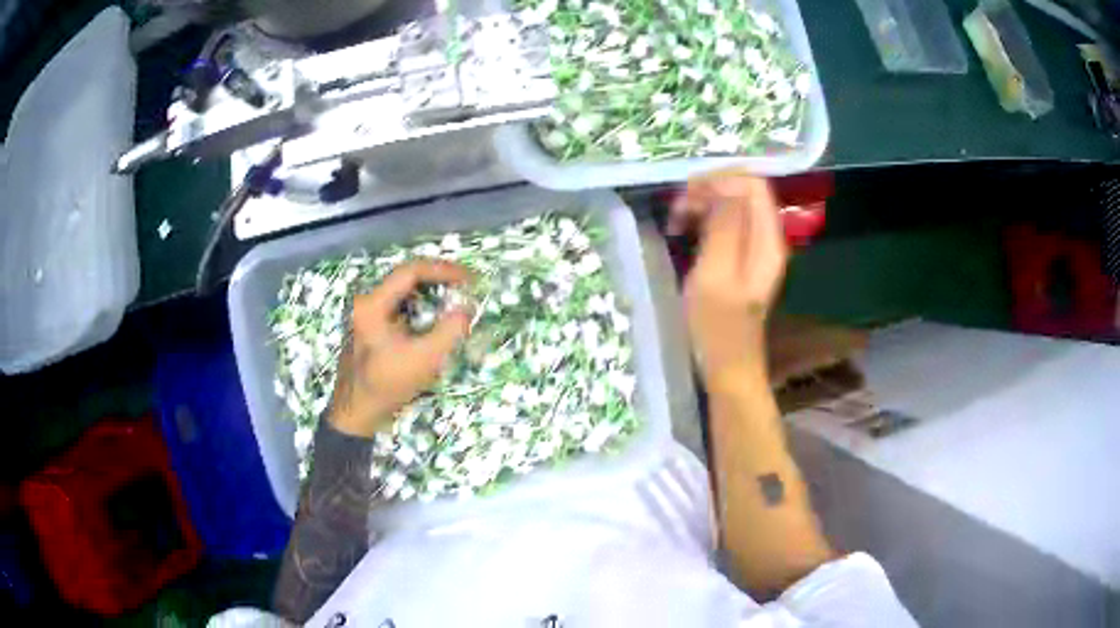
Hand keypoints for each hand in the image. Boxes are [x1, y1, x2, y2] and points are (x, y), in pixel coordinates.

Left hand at [329, 261, 472, 437]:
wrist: (355, 415)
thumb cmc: (386, 386)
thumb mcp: (424, 359)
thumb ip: (449, 330)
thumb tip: (468, 308)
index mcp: (372, 304)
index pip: (411, 271)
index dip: (443, 270)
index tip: (469, 279)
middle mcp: (366, 303)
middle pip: (406, 279)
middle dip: (438, 281)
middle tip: (465, 287)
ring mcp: (365, 316)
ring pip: (403, 294)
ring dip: (430, 295)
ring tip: (454, 301)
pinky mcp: (370, 329)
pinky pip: (398, 309)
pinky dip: (419, 310)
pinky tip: (434, 322)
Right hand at [673, 170, 787, 382]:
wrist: (727, 367)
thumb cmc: (717, 328)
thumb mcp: (716, 275)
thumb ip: (724, 227)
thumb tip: (723, 188)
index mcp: (767, 240)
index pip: (752, 184)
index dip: (719, 180)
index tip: (685, 198)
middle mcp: (767, 238)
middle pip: (743, 189)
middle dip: (709, 189)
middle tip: (677, 210)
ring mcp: (756, 248)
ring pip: (733, 203)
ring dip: (704, 203)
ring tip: (677, 221)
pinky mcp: (742, 258)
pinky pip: (727, 221)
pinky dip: (705, 218)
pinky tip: (685, 231)